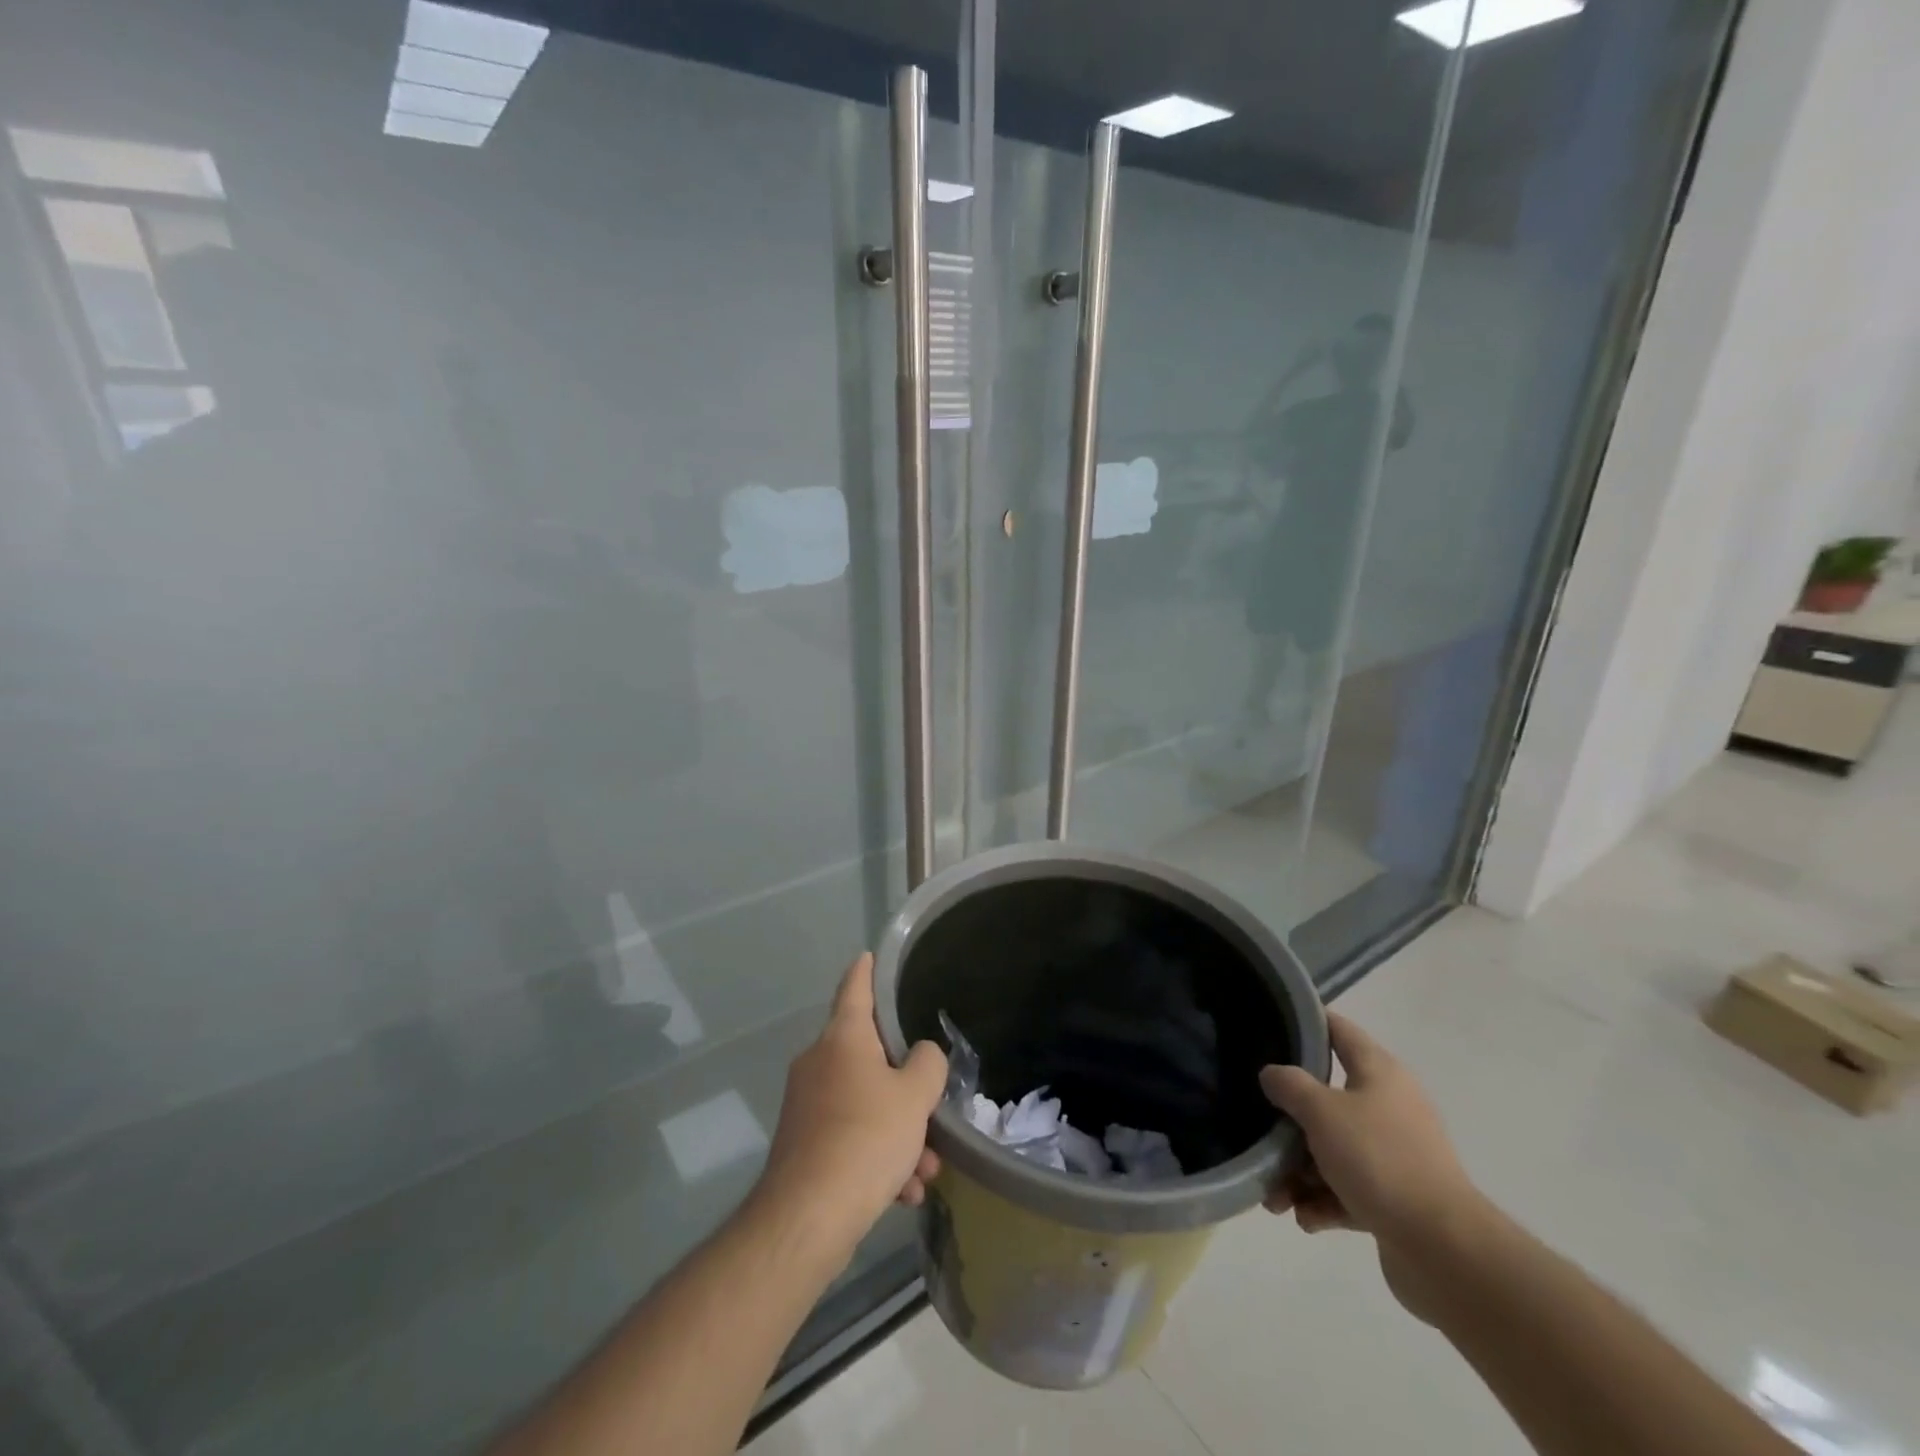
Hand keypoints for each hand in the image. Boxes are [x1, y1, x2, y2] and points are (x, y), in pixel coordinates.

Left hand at [756, 954, 947, 1257]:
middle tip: (933, 1108)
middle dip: (906, 1086)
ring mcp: (807, 1105)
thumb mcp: (915, 1096)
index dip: (865, 970)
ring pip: (865, 1104)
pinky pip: (851, 1137)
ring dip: (899, 1132)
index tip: (869, 955)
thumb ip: (927, 1064)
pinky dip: (878, 1157)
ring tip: (925, 1170)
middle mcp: (819, 1063)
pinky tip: (902, 1193)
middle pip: (870, 1057)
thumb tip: (921, 1055)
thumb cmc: (866, 1138)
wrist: (808, 1217)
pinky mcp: (804, 1145)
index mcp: (843, 1039)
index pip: (855, 989)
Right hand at [1259, 1014, 1485, 1320]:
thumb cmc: (1379, 1160)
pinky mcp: (1396, 1199)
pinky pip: (1347, 1189)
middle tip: (1260, 1131)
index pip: (1338, 1030)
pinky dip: (1323, 1201)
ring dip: (1299, 1171)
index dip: (1306, 1023)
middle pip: (1326, 1099)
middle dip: (1289, 1122)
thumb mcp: (1321, 1111)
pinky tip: (1305, 1218)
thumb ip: (1289, 1085)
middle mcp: (1390, 1106)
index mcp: (1380, 1073)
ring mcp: (1395, 1154)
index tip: (1270, 1024)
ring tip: (1275, 1198)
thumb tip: (1272, 1074)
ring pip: (1333, 1150)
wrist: (1444, 1250)